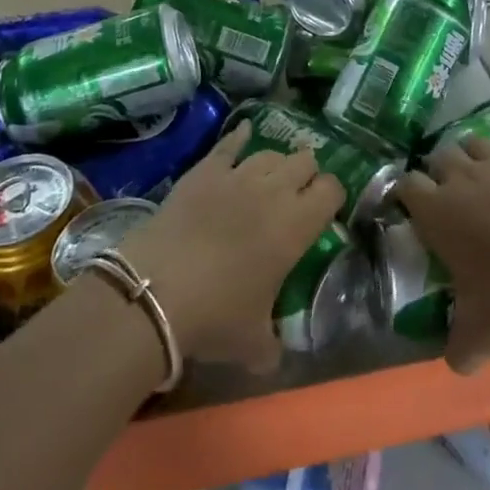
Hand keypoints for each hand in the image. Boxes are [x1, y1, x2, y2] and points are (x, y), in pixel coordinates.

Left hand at [115, 122, 341, 372]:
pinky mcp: (204, 170)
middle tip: (298, 194)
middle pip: (304, 160)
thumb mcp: (253, 344)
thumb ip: (272, 346)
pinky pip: (229, 144)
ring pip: (270, 152)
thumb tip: (274, 357)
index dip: (332, 196)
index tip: (325, 209)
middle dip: (306, 173)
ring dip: (276, 163)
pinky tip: (244, 132)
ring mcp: (237, 174)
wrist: (158, 288)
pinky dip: (239, 137)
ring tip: (271, 176)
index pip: (331, 190)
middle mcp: (274, 190)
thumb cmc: (216, 316)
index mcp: (296, 225)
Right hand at [395, 137, 489, 370]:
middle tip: (450, 202)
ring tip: (483, 187)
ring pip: (474, 145)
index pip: (406, 185)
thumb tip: (456, 361)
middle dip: (439, 174)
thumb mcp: (482, 336)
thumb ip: (460, 347)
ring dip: (472, 160)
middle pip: (439, 157)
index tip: (414, 212)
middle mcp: (464, 179)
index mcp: (438, 212)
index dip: (408, 195)